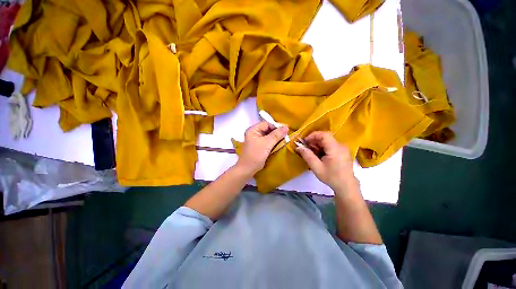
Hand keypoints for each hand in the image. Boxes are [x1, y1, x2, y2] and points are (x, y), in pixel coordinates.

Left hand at [236, 122, 288, 175]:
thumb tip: (286, 127)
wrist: (248, 169)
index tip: (286, 129)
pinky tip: (280, 143)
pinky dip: (274, 141)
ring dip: (276, 137)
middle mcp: (254, 133)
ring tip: (285, 139)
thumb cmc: (256, 155)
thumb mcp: (267, 144)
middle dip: (277, 131)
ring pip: (269, 135)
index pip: (266, 124)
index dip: (276, 126)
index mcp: (253, 130)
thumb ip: (277, 135)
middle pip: (268, 129)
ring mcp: (256, 139)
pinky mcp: (259, 145)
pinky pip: (268, 140)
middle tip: (286, 134)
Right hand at [296, 131, 355, 192]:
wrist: (346, 186)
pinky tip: (319, 156)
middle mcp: (340, 145)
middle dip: (314, 141)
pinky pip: (330, 145)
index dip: (313, 135)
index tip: (305, 142)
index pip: (324, 134)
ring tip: (311, 153)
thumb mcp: (316, 167)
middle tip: (306, 148)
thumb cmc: (331, 177)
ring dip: (317, 145)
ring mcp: (342, 148)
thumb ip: (307, 156)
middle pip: (325, 137)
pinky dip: (322, 148)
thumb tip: (298, 147)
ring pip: (327, 141)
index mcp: (335, 148)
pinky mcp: (342, 151)